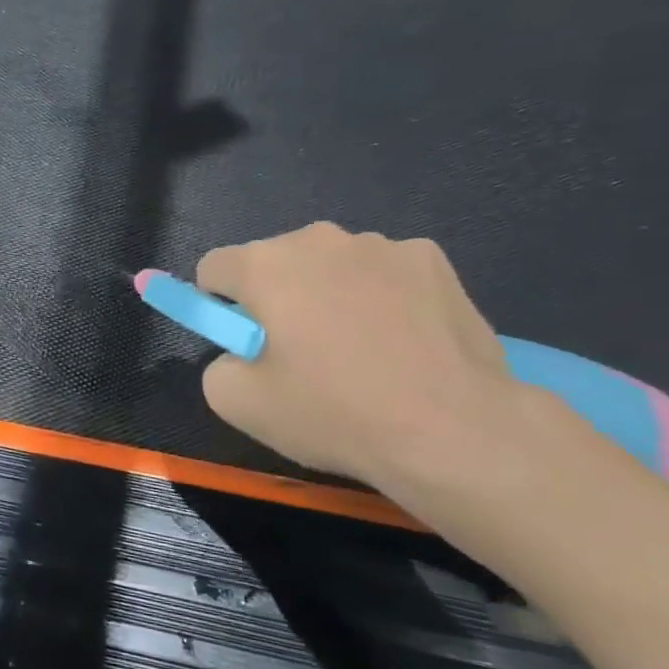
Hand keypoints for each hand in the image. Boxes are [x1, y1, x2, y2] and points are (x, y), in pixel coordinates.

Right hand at [197, 223, 529, 491]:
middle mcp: (318, 238)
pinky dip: (382, 297)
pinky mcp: (432, 259)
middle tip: (303, 355)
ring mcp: (381, 244)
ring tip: (361, 352)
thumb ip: (217, 364)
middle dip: (277, 298)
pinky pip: (384, 273)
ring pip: (331, 265)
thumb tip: (241, 352)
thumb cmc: (334, 413)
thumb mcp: (238, 404)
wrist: (454, 430)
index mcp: (264, 265)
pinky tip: (404, 341)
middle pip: (274, 262)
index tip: (244, 343)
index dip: (219, 306)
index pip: (214, 267)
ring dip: (330, 294)